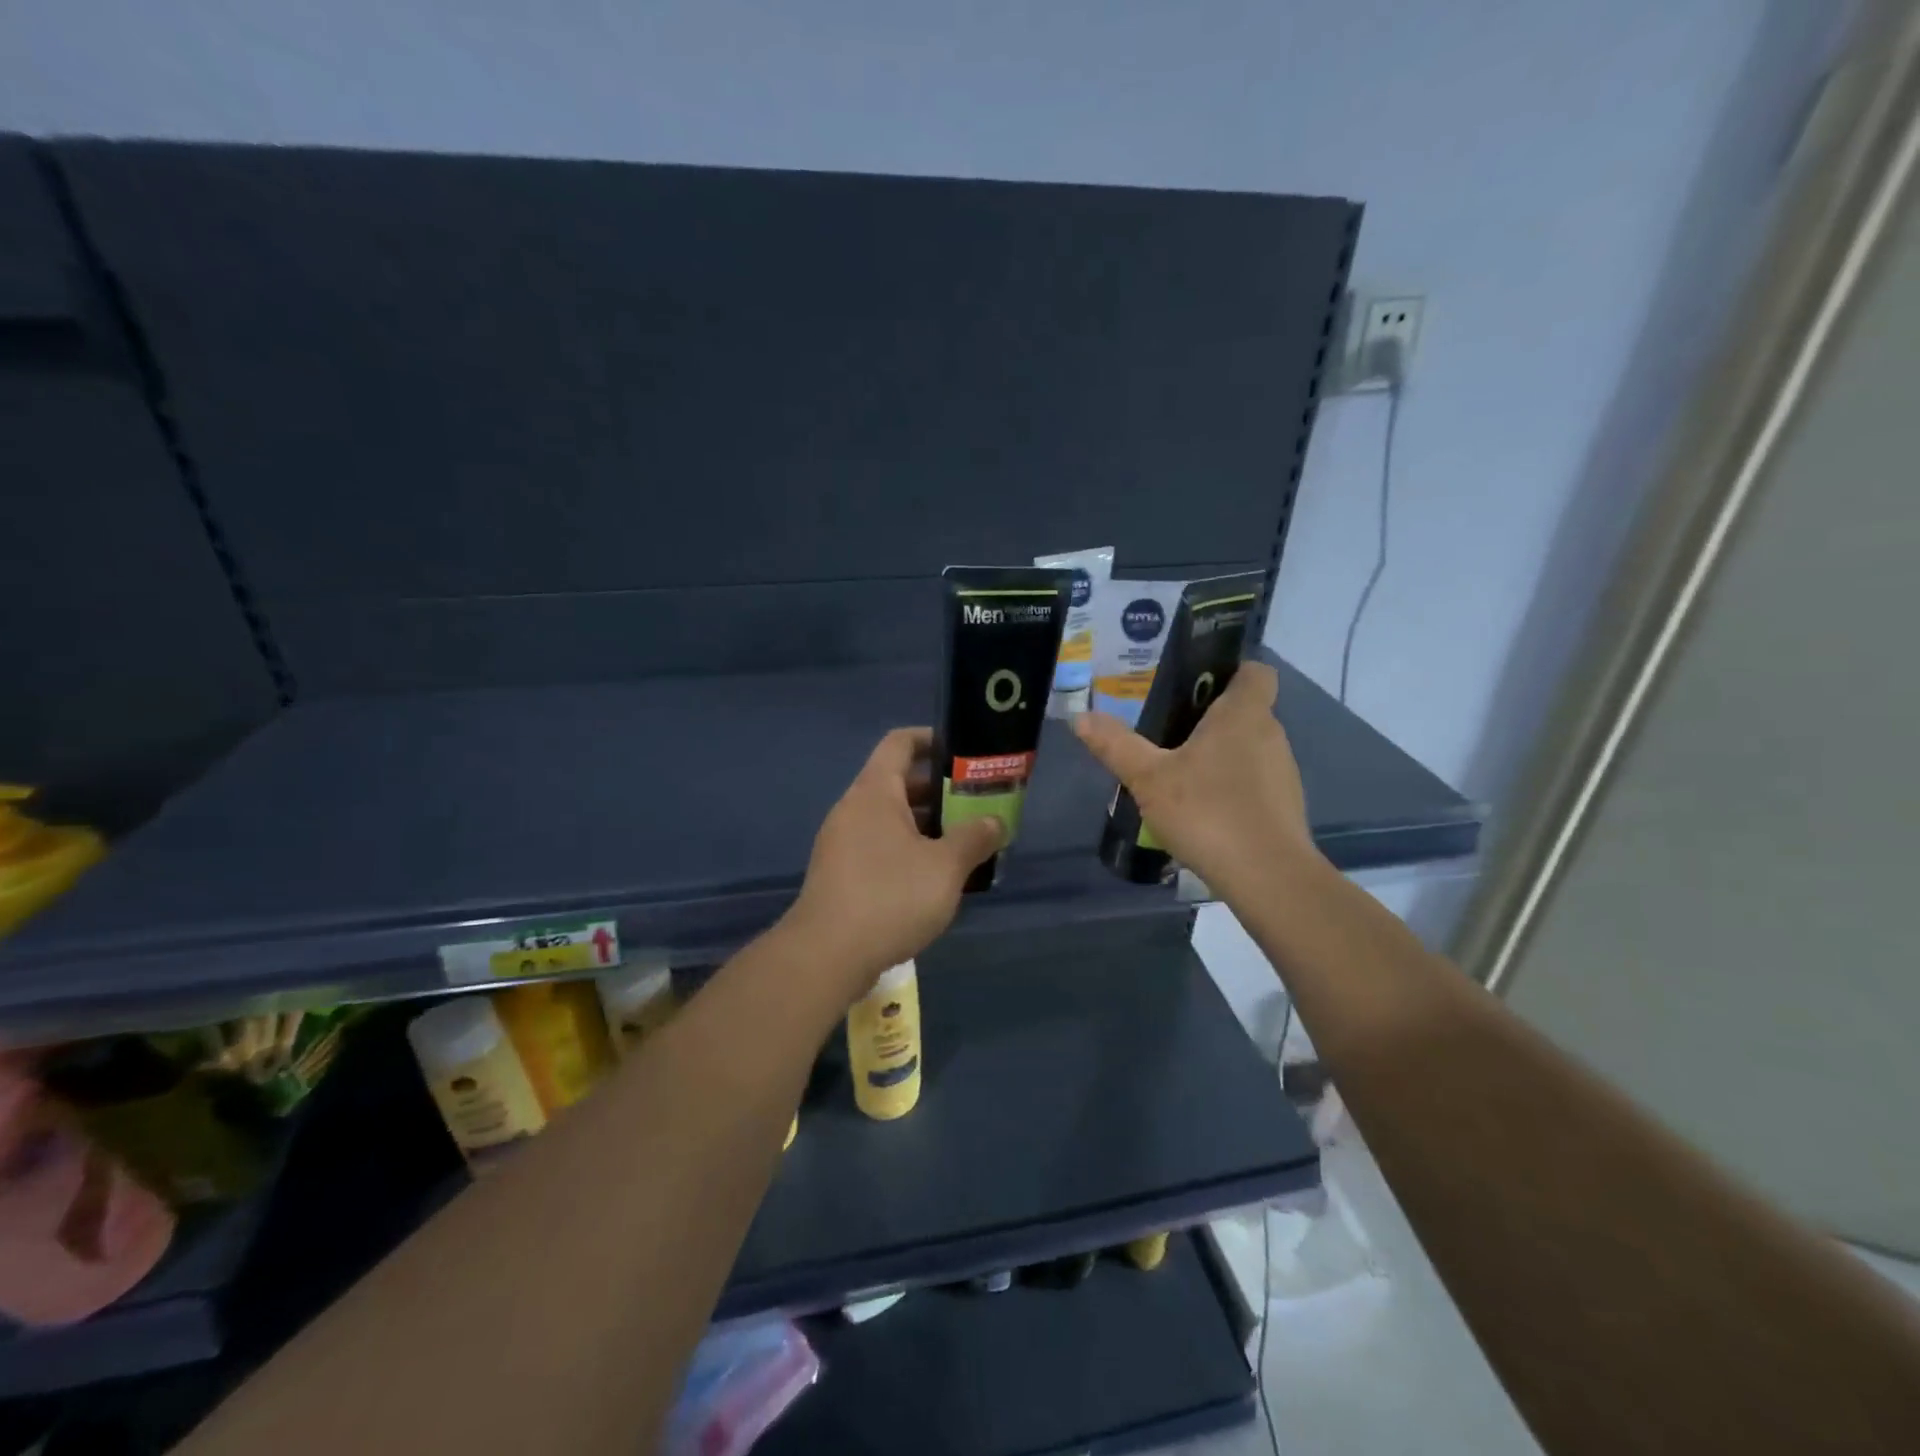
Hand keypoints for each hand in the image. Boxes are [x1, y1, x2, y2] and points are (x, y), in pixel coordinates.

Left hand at [785, 728, 1002, 999]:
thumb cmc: (890, 897)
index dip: (931, 739)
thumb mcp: (945, 866)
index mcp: (875, 792)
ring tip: (963, 843)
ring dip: (926, 826)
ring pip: (890, 820)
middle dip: (939, 791)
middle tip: (976, 805)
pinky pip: (879, 847)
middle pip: (898, 783)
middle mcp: (854, 809)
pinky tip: (934, 878)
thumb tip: (995, 821)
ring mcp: (842, 843)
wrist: (827, 955)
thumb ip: (974, 838)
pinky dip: (908, 851)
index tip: (964, 752)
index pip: (900, 743)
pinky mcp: (840, 874)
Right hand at [1073, 662, 1315, 897]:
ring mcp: (1282, 772)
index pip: (1255, 671)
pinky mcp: (1284, 806)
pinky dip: (1231, 786)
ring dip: (1220, 755)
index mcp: (1243, 714)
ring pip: (1249, 748)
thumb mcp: (1149, 778)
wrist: (1267, 877)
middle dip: (1210, 717)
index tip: (1196, 685)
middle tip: (1167, 732)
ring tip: (1179, 775)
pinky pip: (1254, 781)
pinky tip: (1202, 810)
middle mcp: (1270, 734)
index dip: (1231, 670)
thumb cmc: (1208, 811)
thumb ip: (1116, 745)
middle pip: (1245, 710)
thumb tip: (1081, 717)